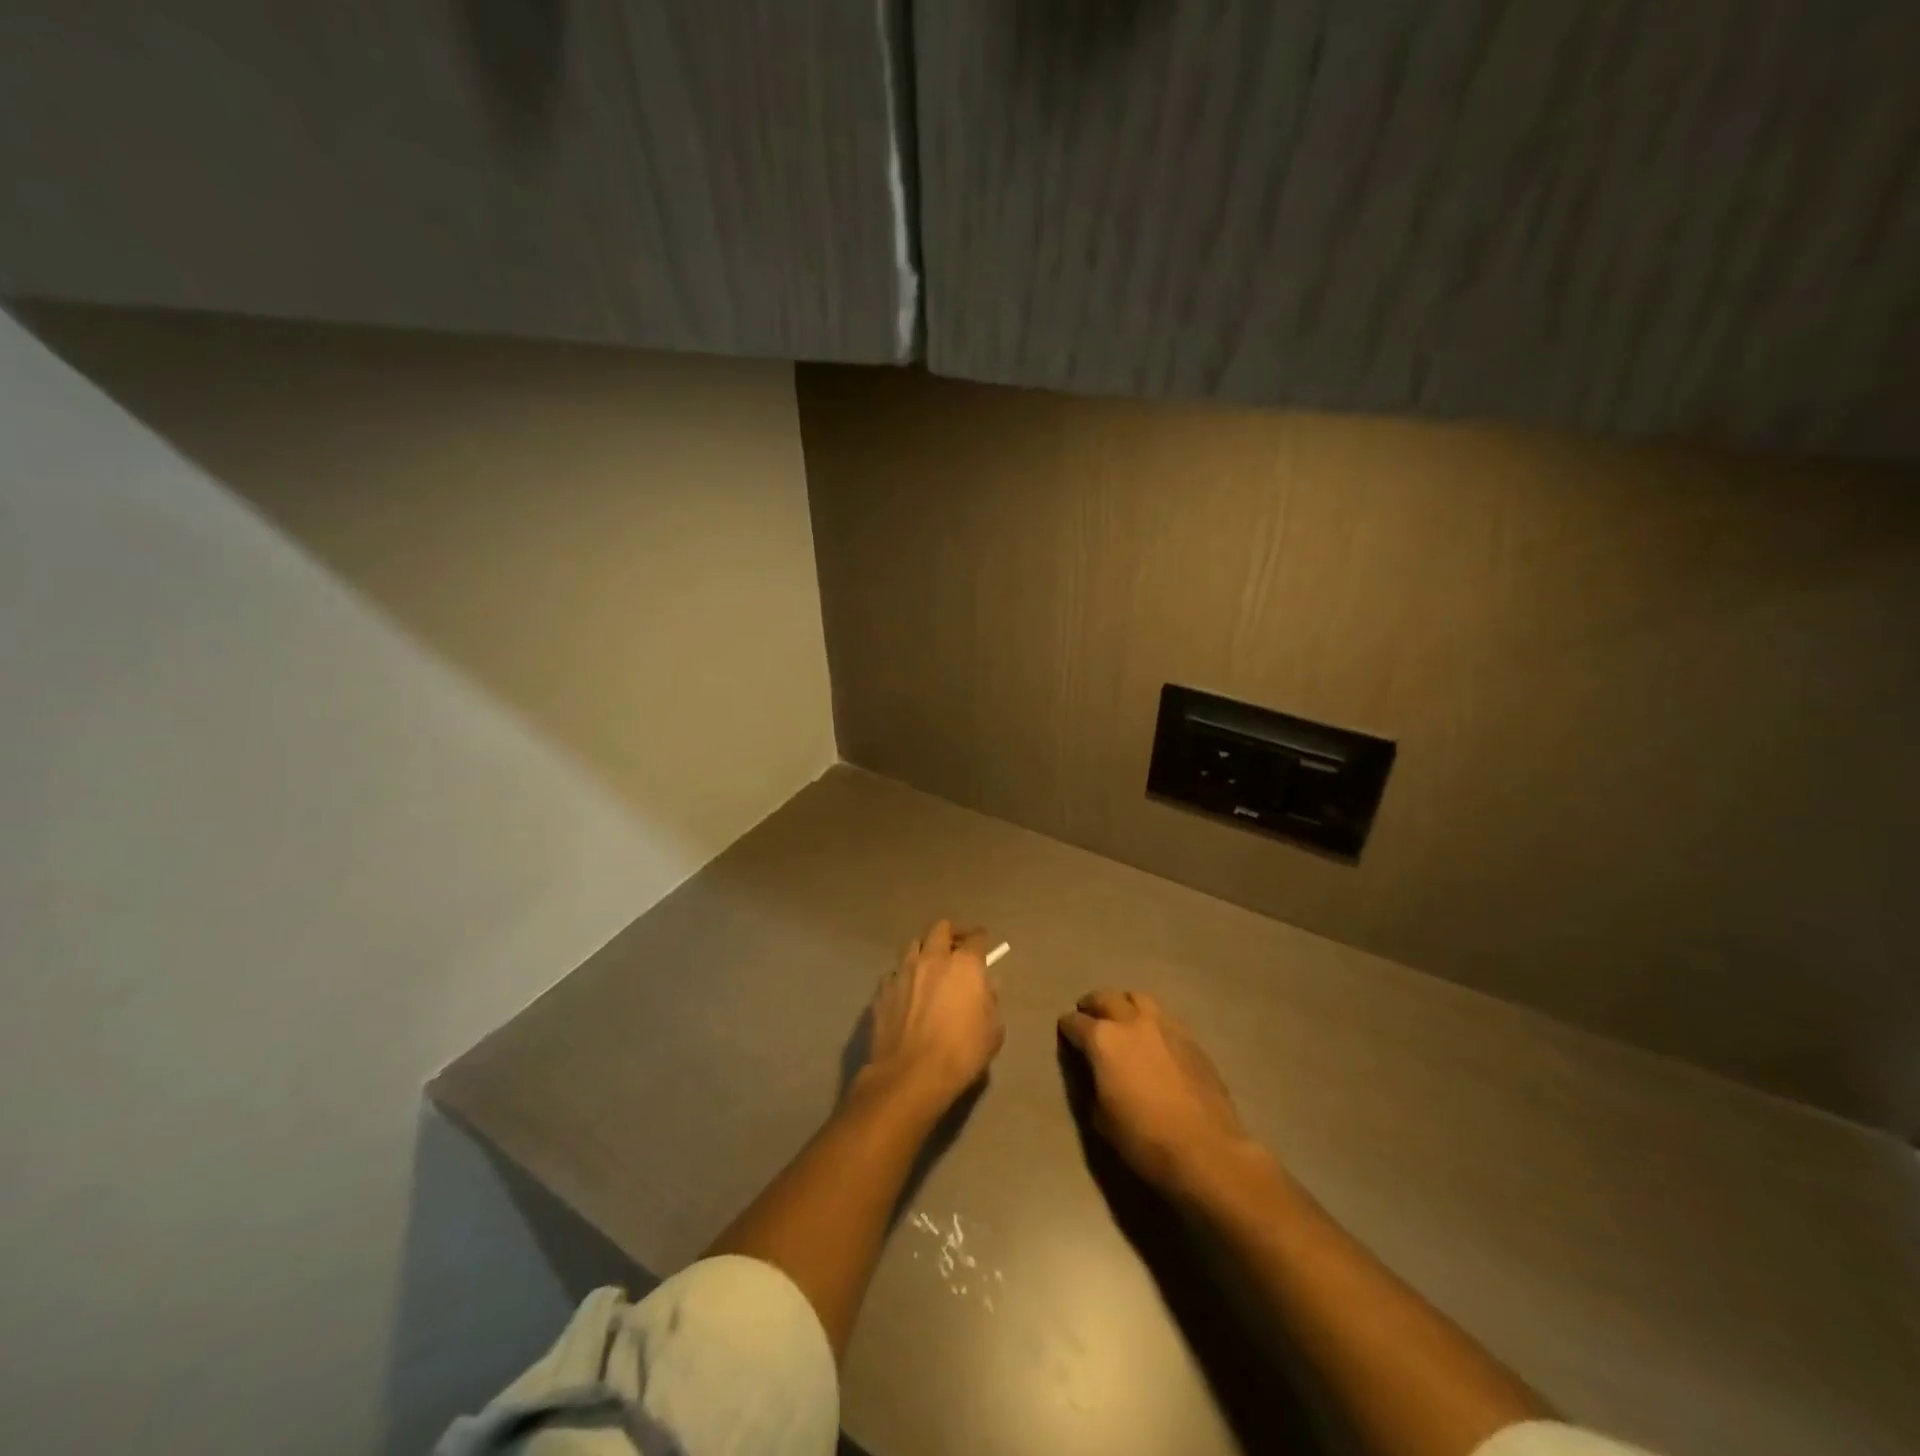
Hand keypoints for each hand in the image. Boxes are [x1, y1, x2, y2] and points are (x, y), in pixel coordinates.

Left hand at [860, 920, 1003, 1108]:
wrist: (910, 1075)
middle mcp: (933, 958)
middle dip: (950, 934)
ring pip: (913, 946)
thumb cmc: (961, 1053)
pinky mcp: (882, 989)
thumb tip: (986, 987)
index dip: (981, 939)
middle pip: (940, 929)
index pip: (976, 938)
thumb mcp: (993, 1032)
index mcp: (964, 964)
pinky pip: (895, 974)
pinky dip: (903, 978)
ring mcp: (903, 971)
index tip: (983, 943)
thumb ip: (991, 1002)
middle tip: (955, 948)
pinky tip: (906, 994)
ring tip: (928, 969)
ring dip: (924, 952)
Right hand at [1058, 990, 1258, 1193]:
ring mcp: (1164, 1025)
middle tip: (1089, 1016)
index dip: (1067, 1027)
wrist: (1205, 1150)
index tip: (1065, 1032)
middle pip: (1105, 998)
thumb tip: (1094, 1069)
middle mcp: (1132, 1021)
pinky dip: (1151, 1020)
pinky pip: (1164, 1016)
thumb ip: (1092, 1081)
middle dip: (1092, 1005)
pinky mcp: (1190, 1037)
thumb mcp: (1100, 1116)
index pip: (1075, 1022)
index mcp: (1103, 1039)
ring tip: (1122, 1019)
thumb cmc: (1143, 1139)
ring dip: (1124, 1004)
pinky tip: (1153, 1037)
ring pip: (1138, 998)